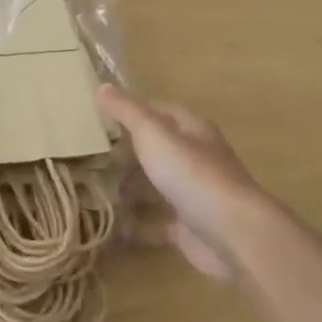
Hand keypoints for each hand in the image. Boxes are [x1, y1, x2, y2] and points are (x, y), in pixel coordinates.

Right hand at [97, 85, 274, 279]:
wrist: (233, 236)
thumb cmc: (193, 176)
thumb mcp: (154, 135)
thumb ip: (127, 111)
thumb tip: (102, 86)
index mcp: (193, 130)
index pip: (161, 111)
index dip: (133, 110)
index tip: (100, 116)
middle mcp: (196, 159)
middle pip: (157, 149)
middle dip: (126, 152)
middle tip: (89, 155)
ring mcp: (193, 195)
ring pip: (155, 185)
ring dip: (129, 187)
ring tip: (91, 187)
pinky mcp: (188, 228)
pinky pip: (155, 221)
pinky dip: (134, 223)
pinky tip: (110, 224)